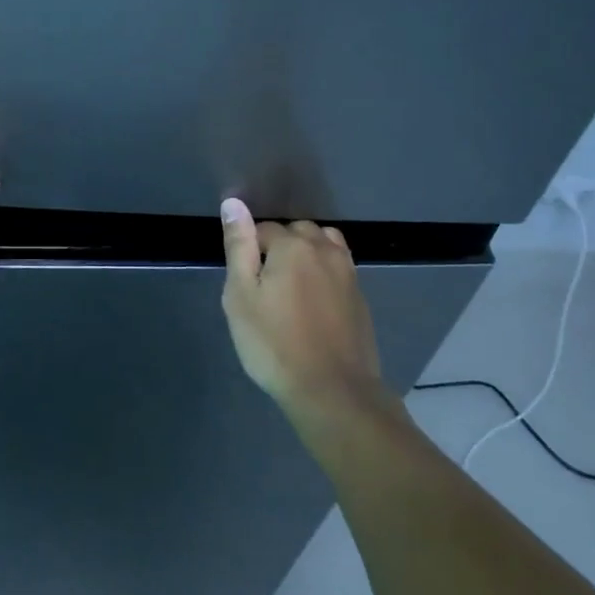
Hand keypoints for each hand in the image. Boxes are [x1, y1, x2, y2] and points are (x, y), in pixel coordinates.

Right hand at [220, 198, 384, 412]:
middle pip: (296, 232)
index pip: (262, 229)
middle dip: (280, 247)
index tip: (245, 283)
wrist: (333, 391)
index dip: (249, 252)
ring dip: (306, 254)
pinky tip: (314, 303)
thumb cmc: (275, 343)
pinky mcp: (360, 296)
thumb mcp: (241, 295)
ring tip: (291, 287)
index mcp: (292, 245)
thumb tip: (233, 203)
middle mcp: (324, 249)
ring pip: (323, 244)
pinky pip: (338, 268)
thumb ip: (239, 245)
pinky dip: (324, 273)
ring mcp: (347, 272)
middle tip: (265, 286)